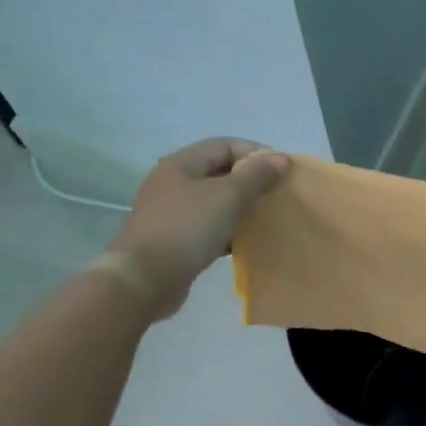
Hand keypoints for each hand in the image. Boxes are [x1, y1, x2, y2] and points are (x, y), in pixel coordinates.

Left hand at [107, 138, 288, 318]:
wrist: (144, 280)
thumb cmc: (187, 229)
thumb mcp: (228, 196)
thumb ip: (256, 176)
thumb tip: (280, 158)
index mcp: (181, 164)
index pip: (225, 145)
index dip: (256, 153)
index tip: (282, 171)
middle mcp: (174, 182)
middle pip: (220, 172)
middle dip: (251, 181)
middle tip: (276, 195)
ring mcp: (171, 212)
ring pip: (215, 201)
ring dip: (241, 207)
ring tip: (265, 218)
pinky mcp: (174, 239)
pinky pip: (208, 227)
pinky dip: (228, 230)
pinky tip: (245, 242)